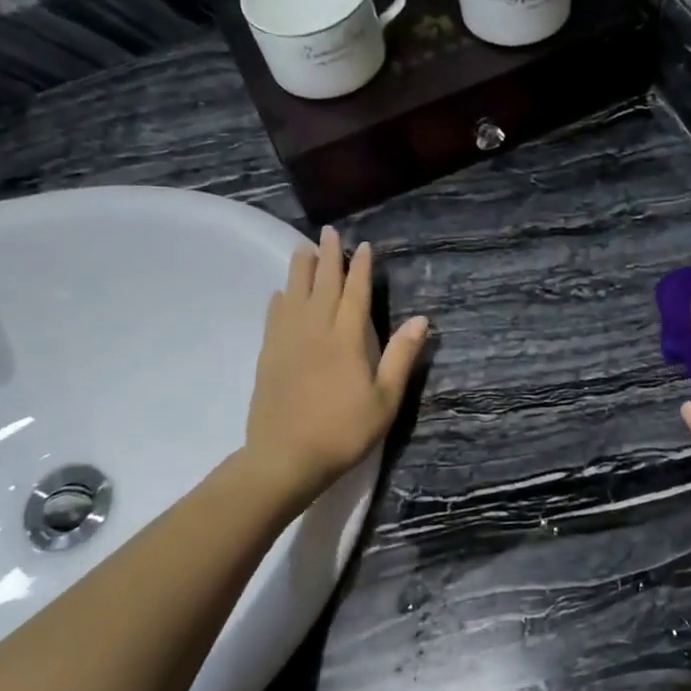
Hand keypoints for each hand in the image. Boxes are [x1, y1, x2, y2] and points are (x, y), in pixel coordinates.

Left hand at [237, 227, 428, 507]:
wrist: (286, 458)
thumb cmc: (344, 432)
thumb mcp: (385, 400)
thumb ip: (401, 357)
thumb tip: (421, 319)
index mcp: (347, 340)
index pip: (355, 294)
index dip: (360, 268)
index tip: (362, 246)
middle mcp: (316, 331)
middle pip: (323, 286)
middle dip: (328, 257)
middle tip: (328, 231)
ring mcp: (288, 342)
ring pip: (294, 295)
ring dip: (300, 270)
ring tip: (303, 249)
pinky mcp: (269, 356)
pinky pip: (274, 318)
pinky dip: (279, 300)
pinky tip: (280, 293)